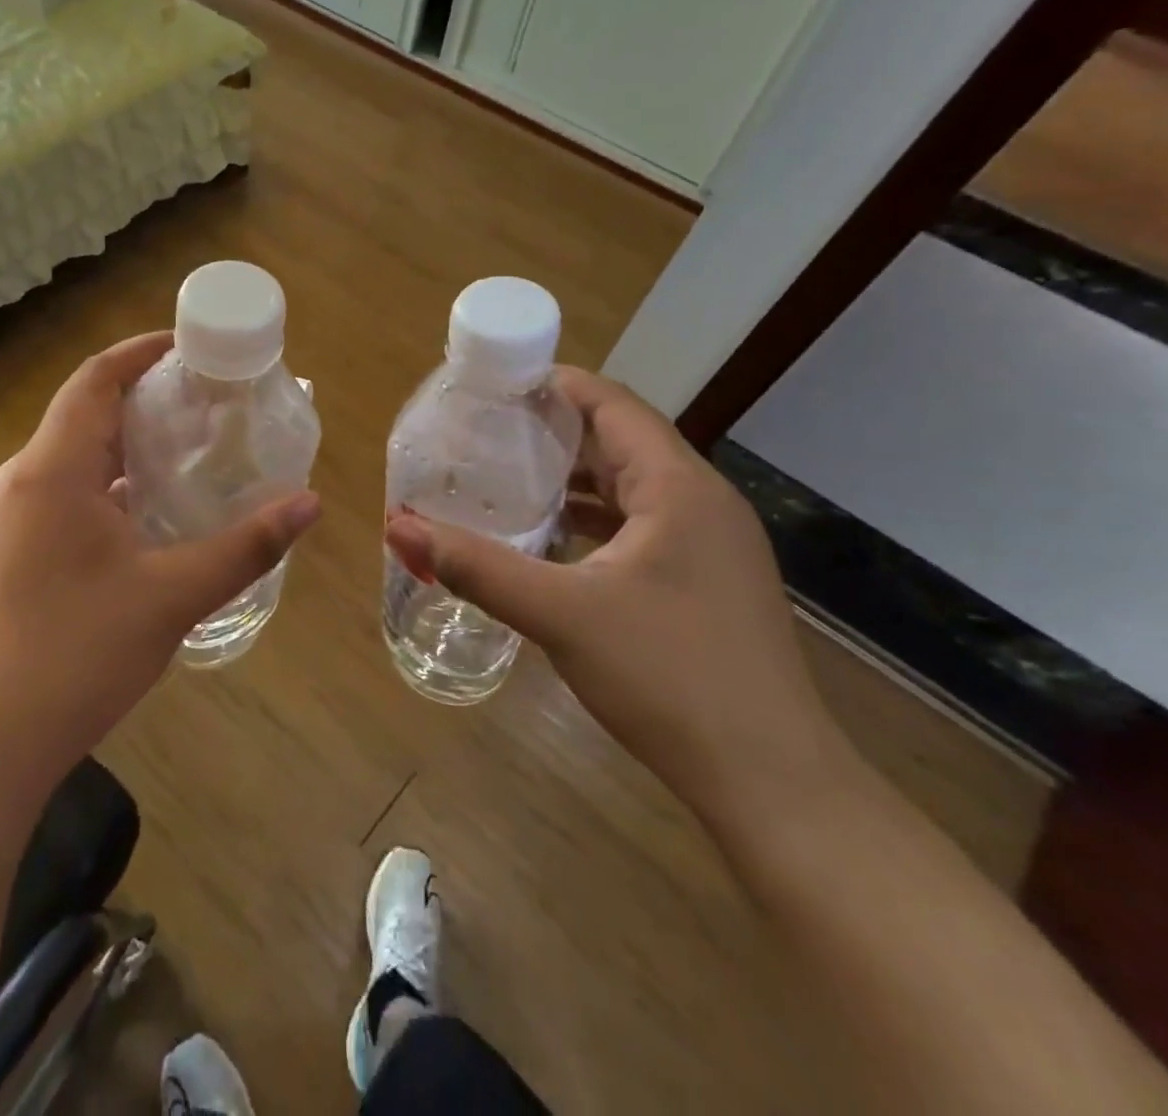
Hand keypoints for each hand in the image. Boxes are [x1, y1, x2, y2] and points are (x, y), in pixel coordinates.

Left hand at [0, 332, 321, 801]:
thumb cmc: (76, 655)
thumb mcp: (172, 596)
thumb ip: (245, 546)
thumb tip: (310, 502)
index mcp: (51, 469)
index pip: (95, 379)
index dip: (141, 353)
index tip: (189, 347)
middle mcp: (17, 481)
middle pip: (83, 416)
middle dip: (142, 403)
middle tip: (204, 408)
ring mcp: (0, 521)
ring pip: (69, 461)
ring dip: (122, 451)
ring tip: (182, 458)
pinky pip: (55, 497)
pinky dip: (101, 490)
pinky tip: (139, 522)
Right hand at [384, 368, 853, 826]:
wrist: (770, 781)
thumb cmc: (669, 677)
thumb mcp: (559, 614)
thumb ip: (476, 567)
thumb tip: (398, 528)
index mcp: (678, 487)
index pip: (613, 404)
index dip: (554, 386)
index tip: (493, 387)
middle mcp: (702, 502)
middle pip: (621, 440)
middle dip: (553, 431)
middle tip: (485, 431)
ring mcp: (710, 545)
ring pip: (631, 486)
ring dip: (573, 478)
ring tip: (507, 477)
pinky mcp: (706, 581)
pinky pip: (641, 526)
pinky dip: (593, 520)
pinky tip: (551, 540)